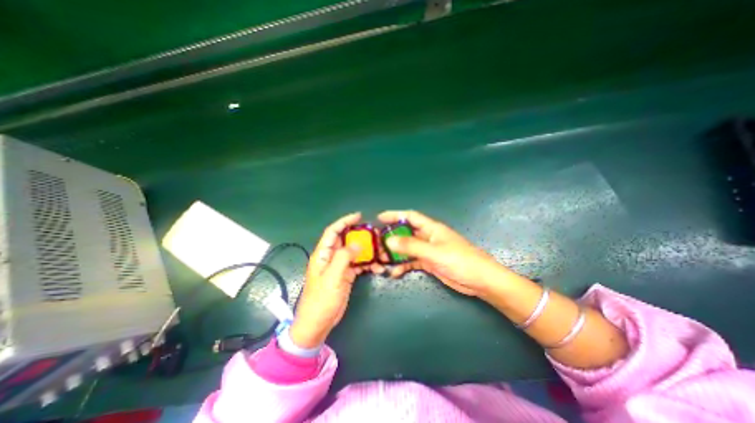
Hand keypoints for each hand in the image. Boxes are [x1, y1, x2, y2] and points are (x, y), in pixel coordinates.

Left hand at [290, 213, 384, 347]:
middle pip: (346, 240)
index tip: (358, 216)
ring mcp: (339, 266)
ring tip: (380, 251)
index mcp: (323, 254)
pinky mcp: (346, 275)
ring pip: (354, 252)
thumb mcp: (332, 277)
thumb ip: (343, 257)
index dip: (344, 221)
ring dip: (367, 251)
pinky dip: (368, 264)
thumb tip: (358, 244)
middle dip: (360, 236)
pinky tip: (377, 267)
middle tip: (375, 234)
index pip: (333, 231)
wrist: (318, 323)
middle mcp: (331, 257)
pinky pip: (358, 264)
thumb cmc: (321, 300)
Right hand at [377, 208, 513, 294]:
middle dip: (391, 237)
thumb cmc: (460, 261)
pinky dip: (403, 266)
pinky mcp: (430, 263)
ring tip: (382, 260)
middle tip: (376, 244)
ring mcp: (429, 251)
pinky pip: (412, 262)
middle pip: (406, 233)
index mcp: (431, 228)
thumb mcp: (434, 252)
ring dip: (395, 254)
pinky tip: (395, 273)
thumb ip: (411, 246)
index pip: (410, 216)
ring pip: (407, 249)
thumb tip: (388, 240)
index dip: (395, 215)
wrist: (480, 281)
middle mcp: (428, 237)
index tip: (379, 218)